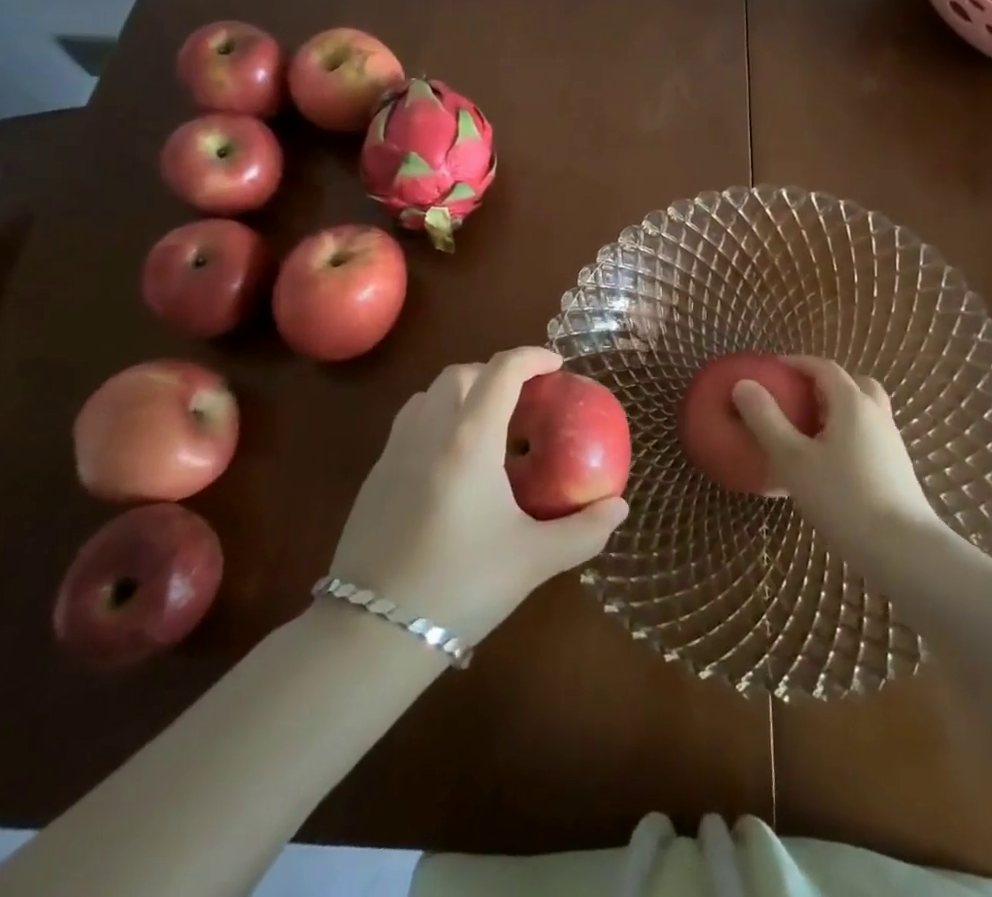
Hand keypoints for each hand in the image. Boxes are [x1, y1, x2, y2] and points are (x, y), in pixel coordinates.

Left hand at [328, 347, 628, 641]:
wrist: (371, 634)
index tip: (556, 365)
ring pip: (429, 393)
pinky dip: (437, 417)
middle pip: (462, 373)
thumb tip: (619, 507)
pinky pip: (410, 422)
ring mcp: (395, 450)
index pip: (502, 371)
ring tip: (488, 423)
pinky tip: (452, 461)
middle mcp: (429, 430)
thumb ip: (584, 531)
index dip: (532, 357)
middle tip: (525, 398)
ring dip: (463, 391)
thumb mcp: (533, 560)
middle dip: (496, 372)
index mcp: (470, 439)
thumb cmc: (460, 586)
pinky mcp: (374, 475)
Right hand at [732, 356, 942, 565]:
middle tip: (797, 398)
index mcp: (852, 404)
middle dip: (823, 384)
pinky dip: (848, 433)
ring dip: (838, 410)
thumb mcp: (793, 459)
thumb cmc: (843, 499)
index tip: (773, 368)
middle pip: (852, 384)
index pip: (824, 368)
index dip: (798, 363)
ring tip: (810, 432)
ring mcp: (891, 442)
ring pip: (865, 410)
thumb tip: (743, 384)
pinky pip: (869, 435)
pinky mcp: (896, 468)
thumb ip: (766, 420)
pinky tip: (830, 463)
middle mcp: (876, 414)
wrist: (904, 550)